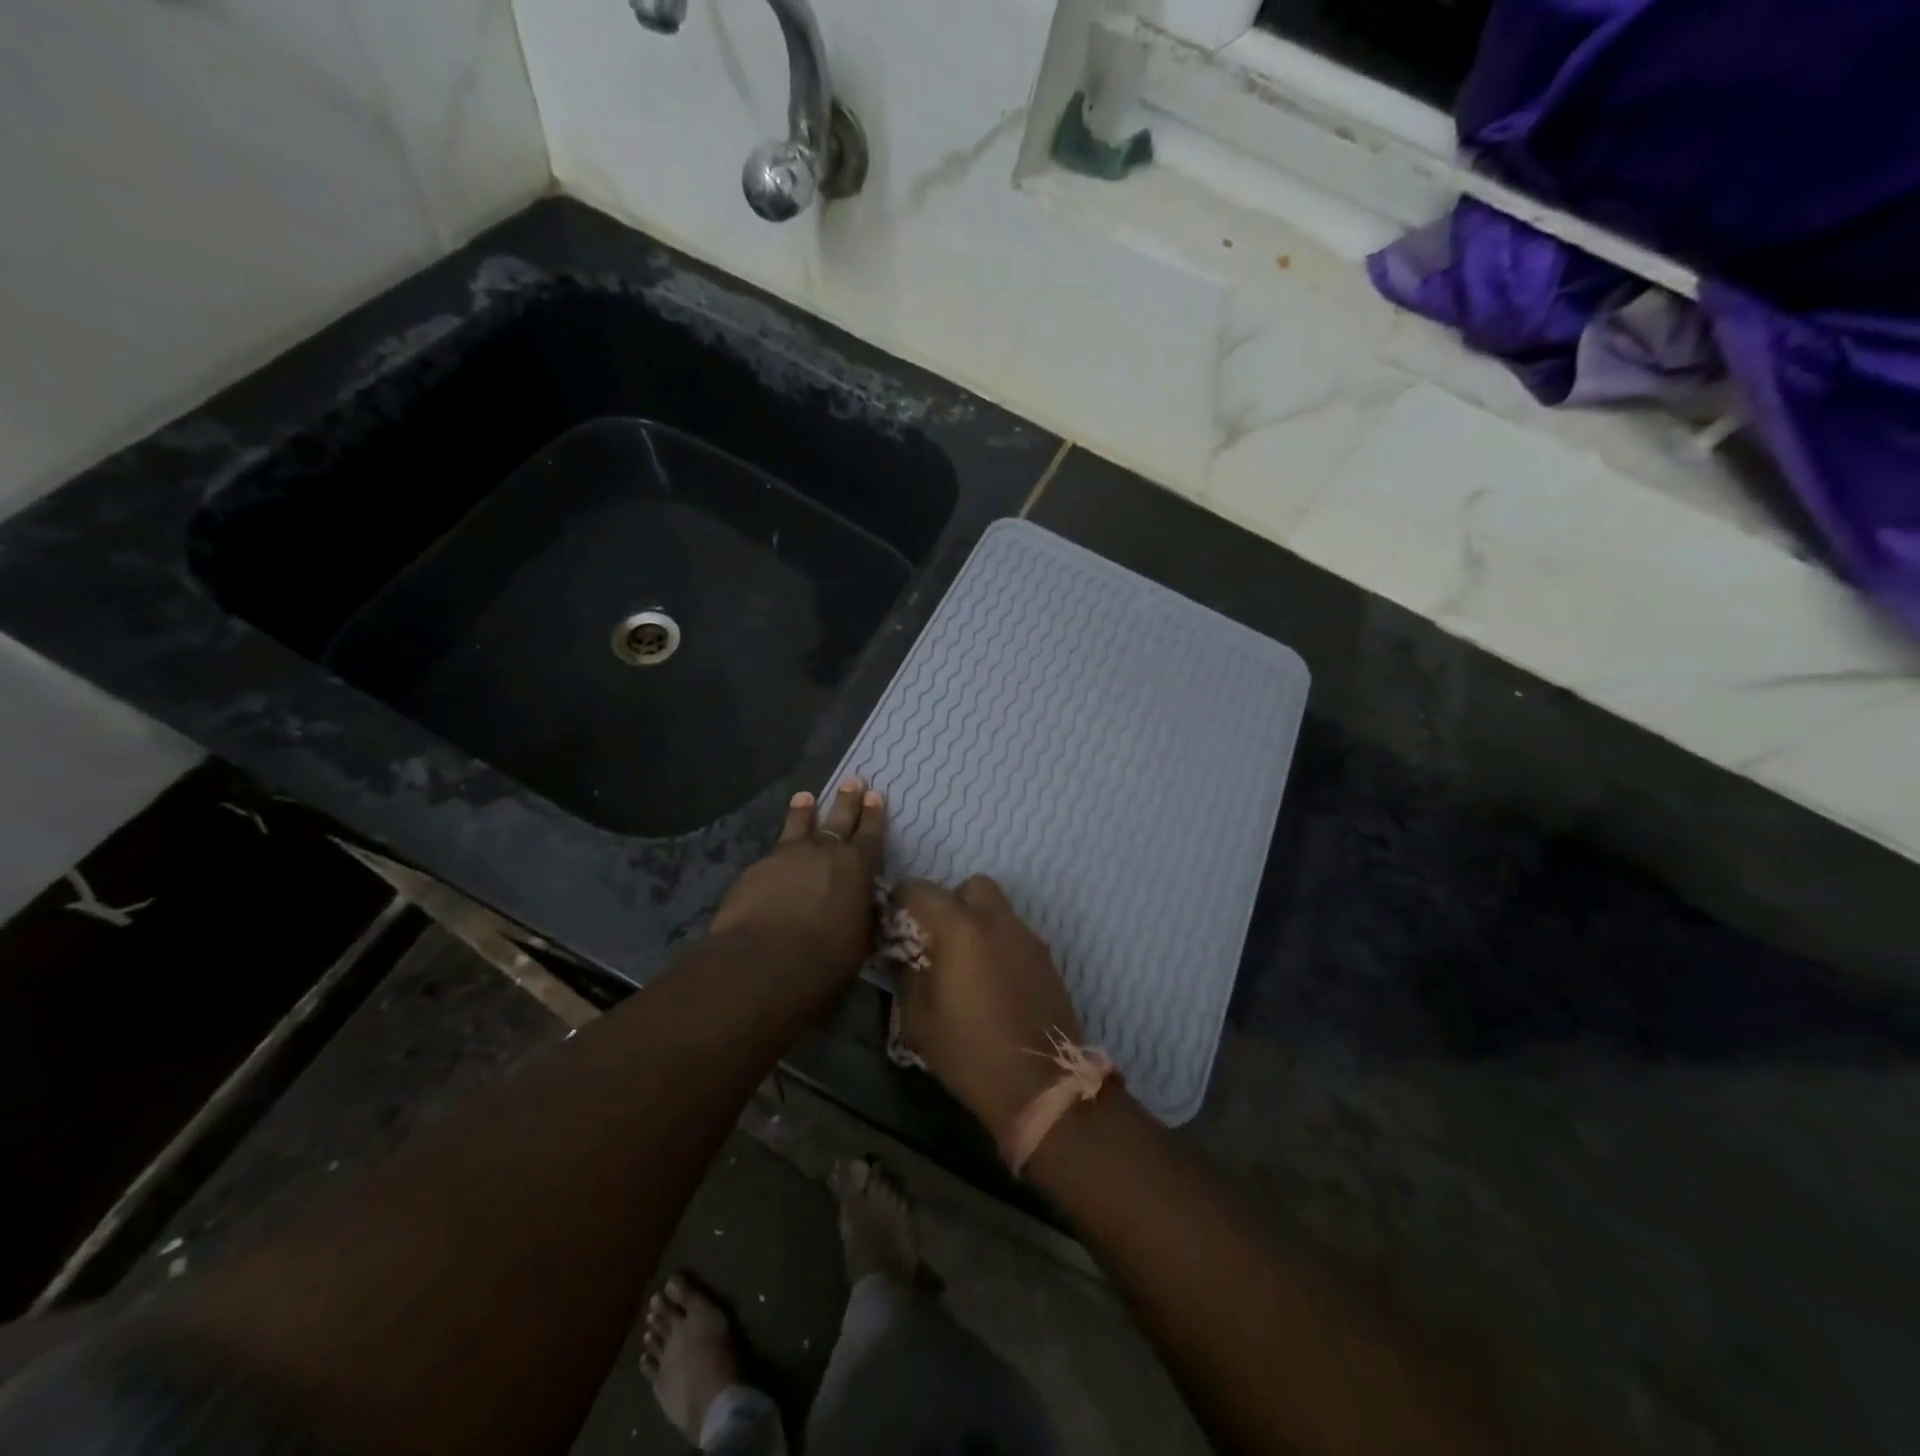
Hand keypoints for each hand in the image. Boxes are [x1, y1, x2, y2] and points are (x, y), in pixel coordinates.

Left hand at [711, 779, 884, 979]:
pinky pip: (773, 852)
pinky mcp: (756, 869)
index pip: (871, 834)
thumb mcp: (859, 939)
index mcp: (857, 868)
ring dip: (804, 811)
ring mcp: (787, 856)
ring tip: (805, 796)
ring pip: (799, 826)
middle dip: (847, 800)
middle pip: (838, 819)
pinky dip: (778, 849)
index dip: (874, 815)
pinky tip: (774, 855)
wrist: (764, 961)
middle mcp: (824, 852)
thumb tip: (859, 907)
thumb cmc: (826, 959)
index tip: (875, 796)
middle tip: (852, 780)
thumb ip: (859, 915)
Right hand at [893, 876, 1083, 1137]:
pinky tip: (991, 981)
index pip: (921, 890)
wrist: (1040, 1083)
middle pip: (970, 887)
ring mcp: (1026, 937)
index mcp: (959, 928)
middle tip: (937, 937)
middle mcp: (996, 920)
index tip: (893, 921)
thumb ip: (908, 974)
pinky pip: (1015, 934)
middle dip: (949, 902)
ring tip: (964, 963)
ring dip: (976, 923)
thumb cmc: (969, 1052)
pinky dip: (998, 943)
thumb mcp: (919, 1019)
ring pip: (997, 909)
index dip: (901, 900)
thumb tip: (904, 953)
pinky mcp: (1046, 958)